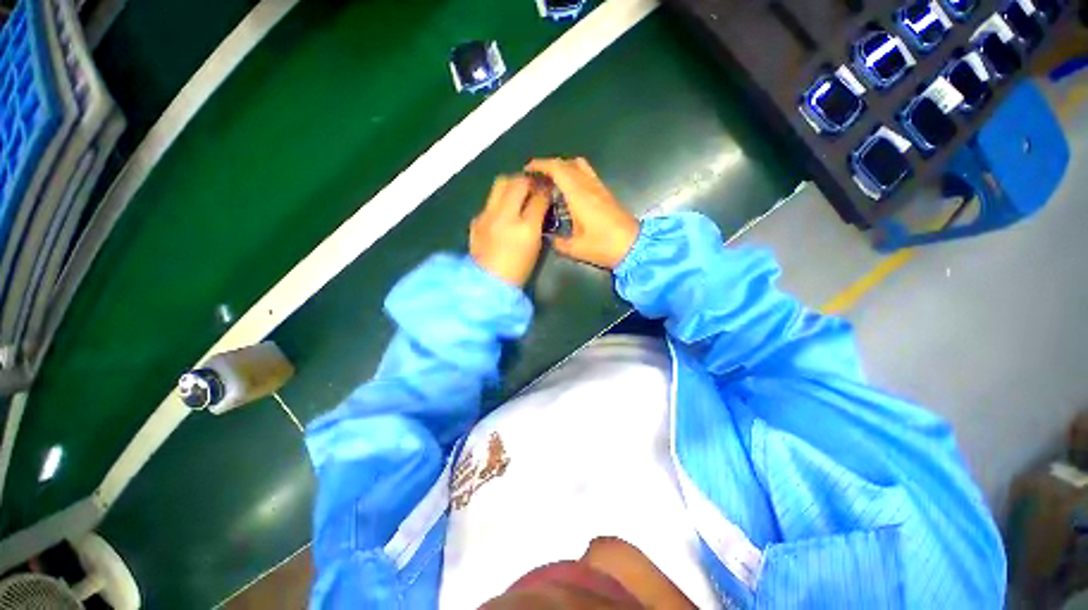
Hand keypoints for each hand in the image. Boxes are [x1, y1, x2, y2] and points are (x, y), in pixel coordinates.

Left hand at [470, 175, 550, 287]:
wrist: (488, 283)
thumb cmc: (518, 270)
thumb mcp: (535, 247)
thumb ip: (538, 222)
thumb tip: (540, 204)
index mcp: (525, 228)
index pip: (538, 197)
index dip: (545, 190)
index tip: (548, 189)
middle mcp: (505, 216)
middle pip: (517, 182)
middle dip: (527, 180)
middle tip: (533, 187)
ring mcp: (487, 216)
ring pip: (500, 185)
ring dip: (512, 185)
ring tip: (517, 194)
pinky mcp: (476, 220)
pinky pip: (490, 201)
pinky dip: (499, 201)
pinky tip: (502, 213)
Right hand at [525, 158, 638, 269]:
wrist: (633, 246)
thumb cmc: (604, 246)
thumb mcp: (576, 248)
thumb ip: (558, 242)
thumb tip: (550, 238)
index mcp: (579, 195)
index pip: (558, 169)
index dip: (541, 165)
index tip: (528, 169)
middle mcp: (589, 186)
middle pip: (567, 163)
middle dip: (550, 166)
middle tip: (538, 178)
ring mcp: (599, 188)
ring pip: (579, 166)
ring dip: (564, 168)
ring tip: (553, 182)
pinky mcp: (606, 193)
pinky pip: (587, 175)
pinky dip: (574, 175)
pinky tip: (570, 192)